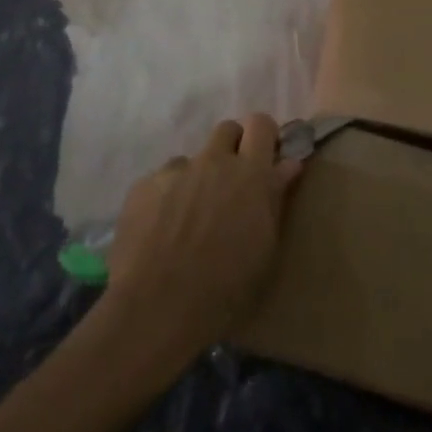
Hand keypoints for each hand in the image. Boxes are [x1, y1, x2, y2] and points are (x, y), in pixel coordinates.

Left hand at [103, 114, 301, 355]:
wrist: (156, 308)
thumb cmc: (225, 287)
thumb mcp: (265, 247)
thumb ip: (275, 198)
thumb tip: (288, 164)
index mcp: (249, 173)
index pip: (261, 123)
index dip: (264, 136)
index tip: (265, 157)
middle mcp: (213, 161)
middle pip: (227, 130)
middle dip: (233, 149)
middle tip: (231, 186)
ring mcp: (175, 171)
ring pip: (192, 159)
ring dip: (198, 178)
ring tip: (190, 218)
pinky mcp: (143, 186)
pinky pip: (162, 181)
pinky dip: (167, 197)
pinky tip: (161, 231)